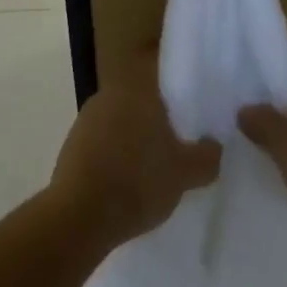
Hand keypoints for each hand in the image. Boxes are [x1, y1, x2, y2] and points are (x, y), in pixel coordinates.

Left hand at [49, 49, 220, 245]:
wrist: (77, 220)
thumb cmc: (137, 183)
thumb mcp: (186, 174)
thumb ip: (207, 155)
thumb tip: (214, 145)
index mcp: (137, 89)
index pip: (161, 66)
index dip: (180, 76)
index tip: (197, 92)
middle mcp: (109, 94)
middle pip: (143, 93)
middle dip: (162, 110)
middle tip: (185, 130)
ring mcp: (87, 119)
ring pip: (123, 116)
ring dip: (139, 132)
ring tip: (160, 157)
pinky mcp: (73, 146)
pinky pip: (106, 139)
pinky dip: (120, 151)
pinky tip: (132, 175)